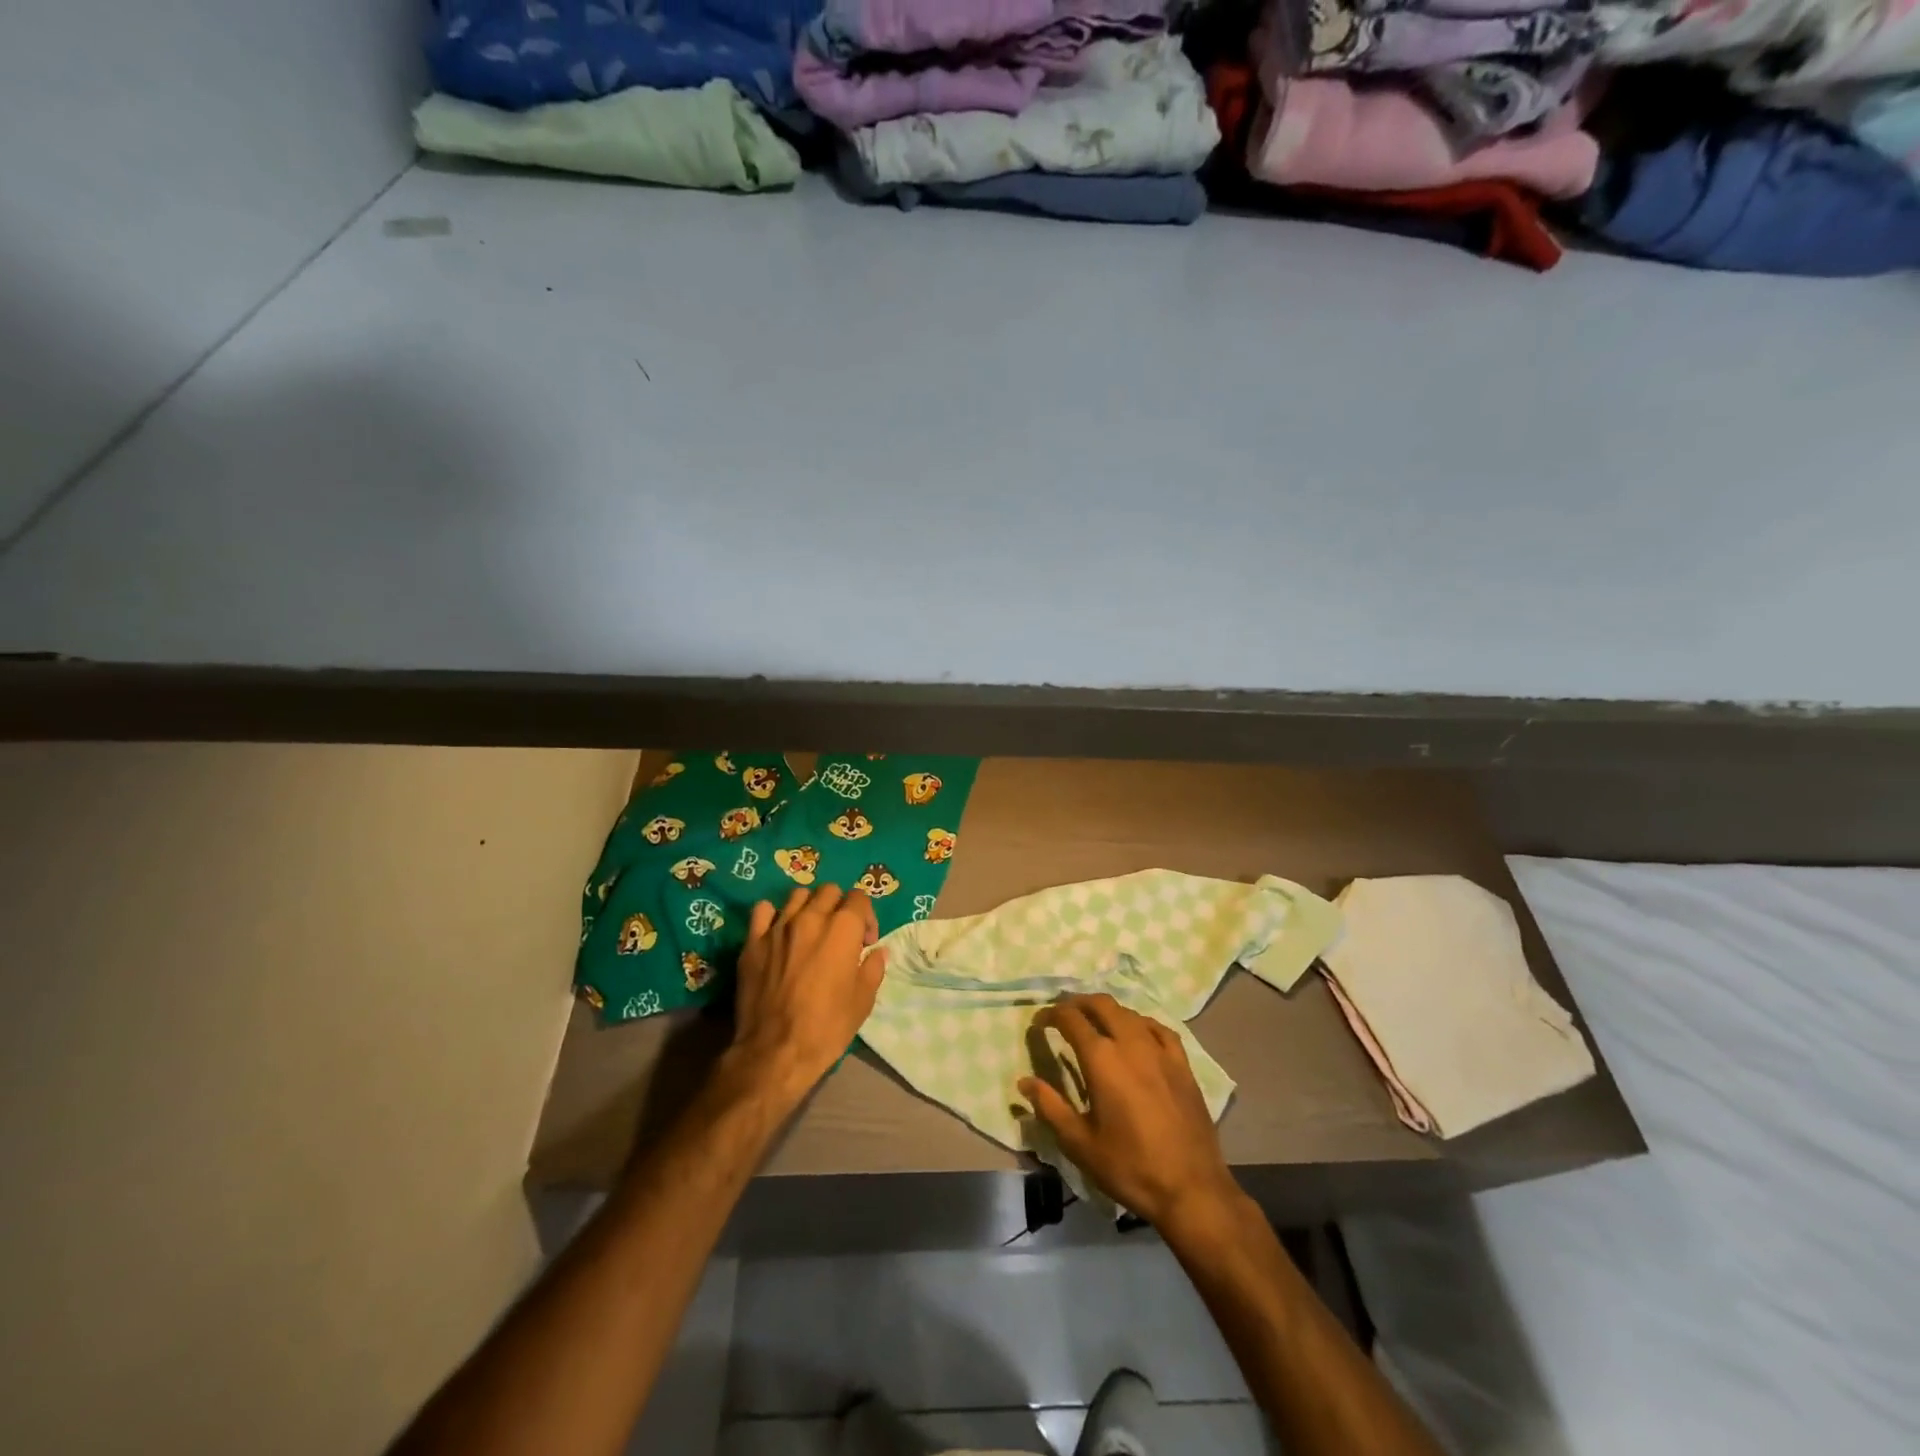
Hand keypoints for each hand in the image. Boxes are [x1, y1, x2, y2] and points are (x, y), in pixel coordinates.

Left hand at [729, 885, 884, 1110]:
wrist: (775, 1051)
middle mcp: (811, 918)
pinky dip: (774, 915)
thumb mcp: (863, 1001)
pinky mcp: (753, 942)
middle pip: (829, 891)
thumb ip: (872, 968)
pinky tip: (778, 933)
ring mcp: (778, 927)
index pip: (859, 898)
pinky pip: (763, 911)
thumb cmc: (827, 1027)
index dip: (866, 917)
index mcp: (842, 929)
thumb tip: (876, 952)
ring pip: (798, 895)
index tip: (865, 942)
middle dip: (839, 907)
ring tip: (810, 930)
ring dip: (809, 906)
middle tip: (840, 934)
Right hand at [1018, 993, 1241, 1231]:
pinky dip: (1140, 1023)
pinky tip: (1137, 1033)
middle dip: (1078, 1003)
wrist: (1191, 1189)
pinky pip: (1158, 1029)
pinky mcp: (1182, 1064)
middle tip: (1063, 1013)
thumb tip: (1024, 1081)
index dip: (1051, 1014)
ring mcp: (1160, 1051)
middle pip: (1101, 1004)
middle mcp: (1131, 1043)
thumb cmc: (1129, 1167)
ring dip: (1107, 1011)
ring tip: (1095, 1022)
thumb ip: (1050, 1107)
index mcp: (1102, 1059)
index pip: (1071, 1019)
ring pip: (1129, 1013)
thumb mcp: (1080, 1143)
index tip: (1039, 1022)